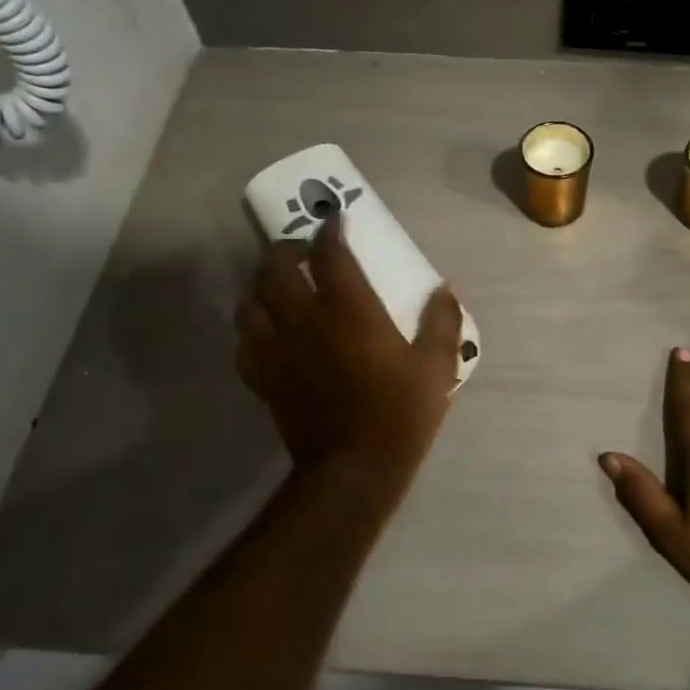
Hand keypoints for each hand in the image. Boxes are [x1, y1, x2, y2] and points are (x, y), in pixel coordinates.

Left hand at [236, 215, 463, 495]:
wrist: (354, 469)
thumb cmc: (400, 413)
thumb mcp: (436, 366)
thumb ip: (441, 321)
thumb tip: (445, 289)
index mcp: (349, 311)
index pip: (330, 254)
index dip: (331, 231)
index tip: (336, 221)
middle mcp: (305, 321)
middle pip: (277, 269)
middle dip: (287, 250)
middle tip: (302, 252)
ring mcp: (278, 350)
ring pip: (251, 303)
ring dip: (263, 287)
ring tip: (279, 289)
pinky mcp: (263, 378)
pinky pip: (244, 343)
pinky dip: (252, 329)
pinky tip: (268, 333)